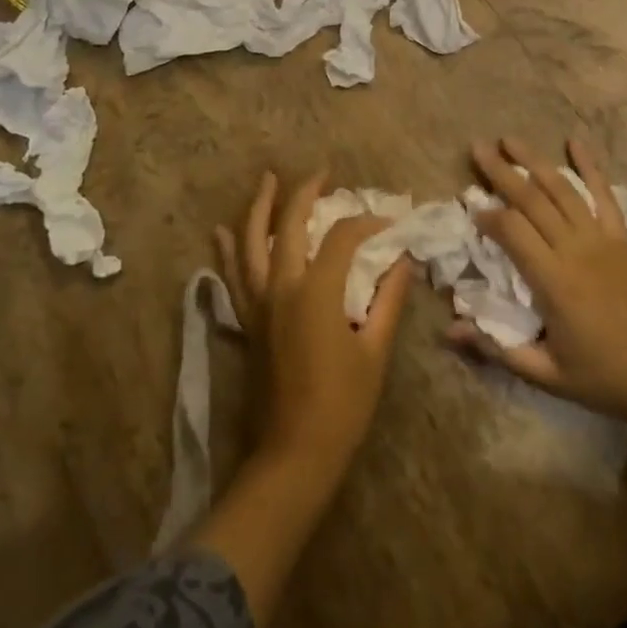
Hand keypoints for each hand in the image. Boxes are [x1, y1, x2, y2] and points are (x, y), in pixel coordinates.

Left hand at [216, 170, 412, 477]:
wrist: (293, 456)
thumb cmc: (342, 406)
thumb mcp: (374, 351)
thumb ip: (388, 299)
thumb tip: (403, 261)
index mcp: (315, 292)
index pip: (343, 237)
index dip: (368, 223)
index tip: (389, 223)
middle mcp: (281, 287)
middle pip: (290, 224)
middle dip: (305, 192)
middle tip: (322, 171)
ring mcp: (258, 303)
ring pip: (251, 242)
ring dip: (259, 207)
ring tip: (267, 179)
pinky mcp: (247, 321)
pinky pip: (233, 276)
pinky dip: (228, 250)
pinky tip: (223, 230)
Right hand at [446, 137, 626, 425]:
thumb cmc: (605, 377)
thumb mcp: (546, 374)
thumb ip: (497, 349)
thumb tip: (449, 330)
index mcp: (553, 281)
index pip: (512, 232)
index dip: (488, 216)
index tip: (470, 207)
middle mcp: (575, 249)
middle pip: (532, 199)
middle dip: (501, 172)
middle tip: (477, 148)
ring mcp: (602, 238)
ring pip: (562, 189)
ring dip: (534, 160)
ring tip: (509, 139)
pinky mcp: (623, 236)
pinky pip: (604, 194)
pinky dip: (589, 166)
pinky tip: (574, 142)